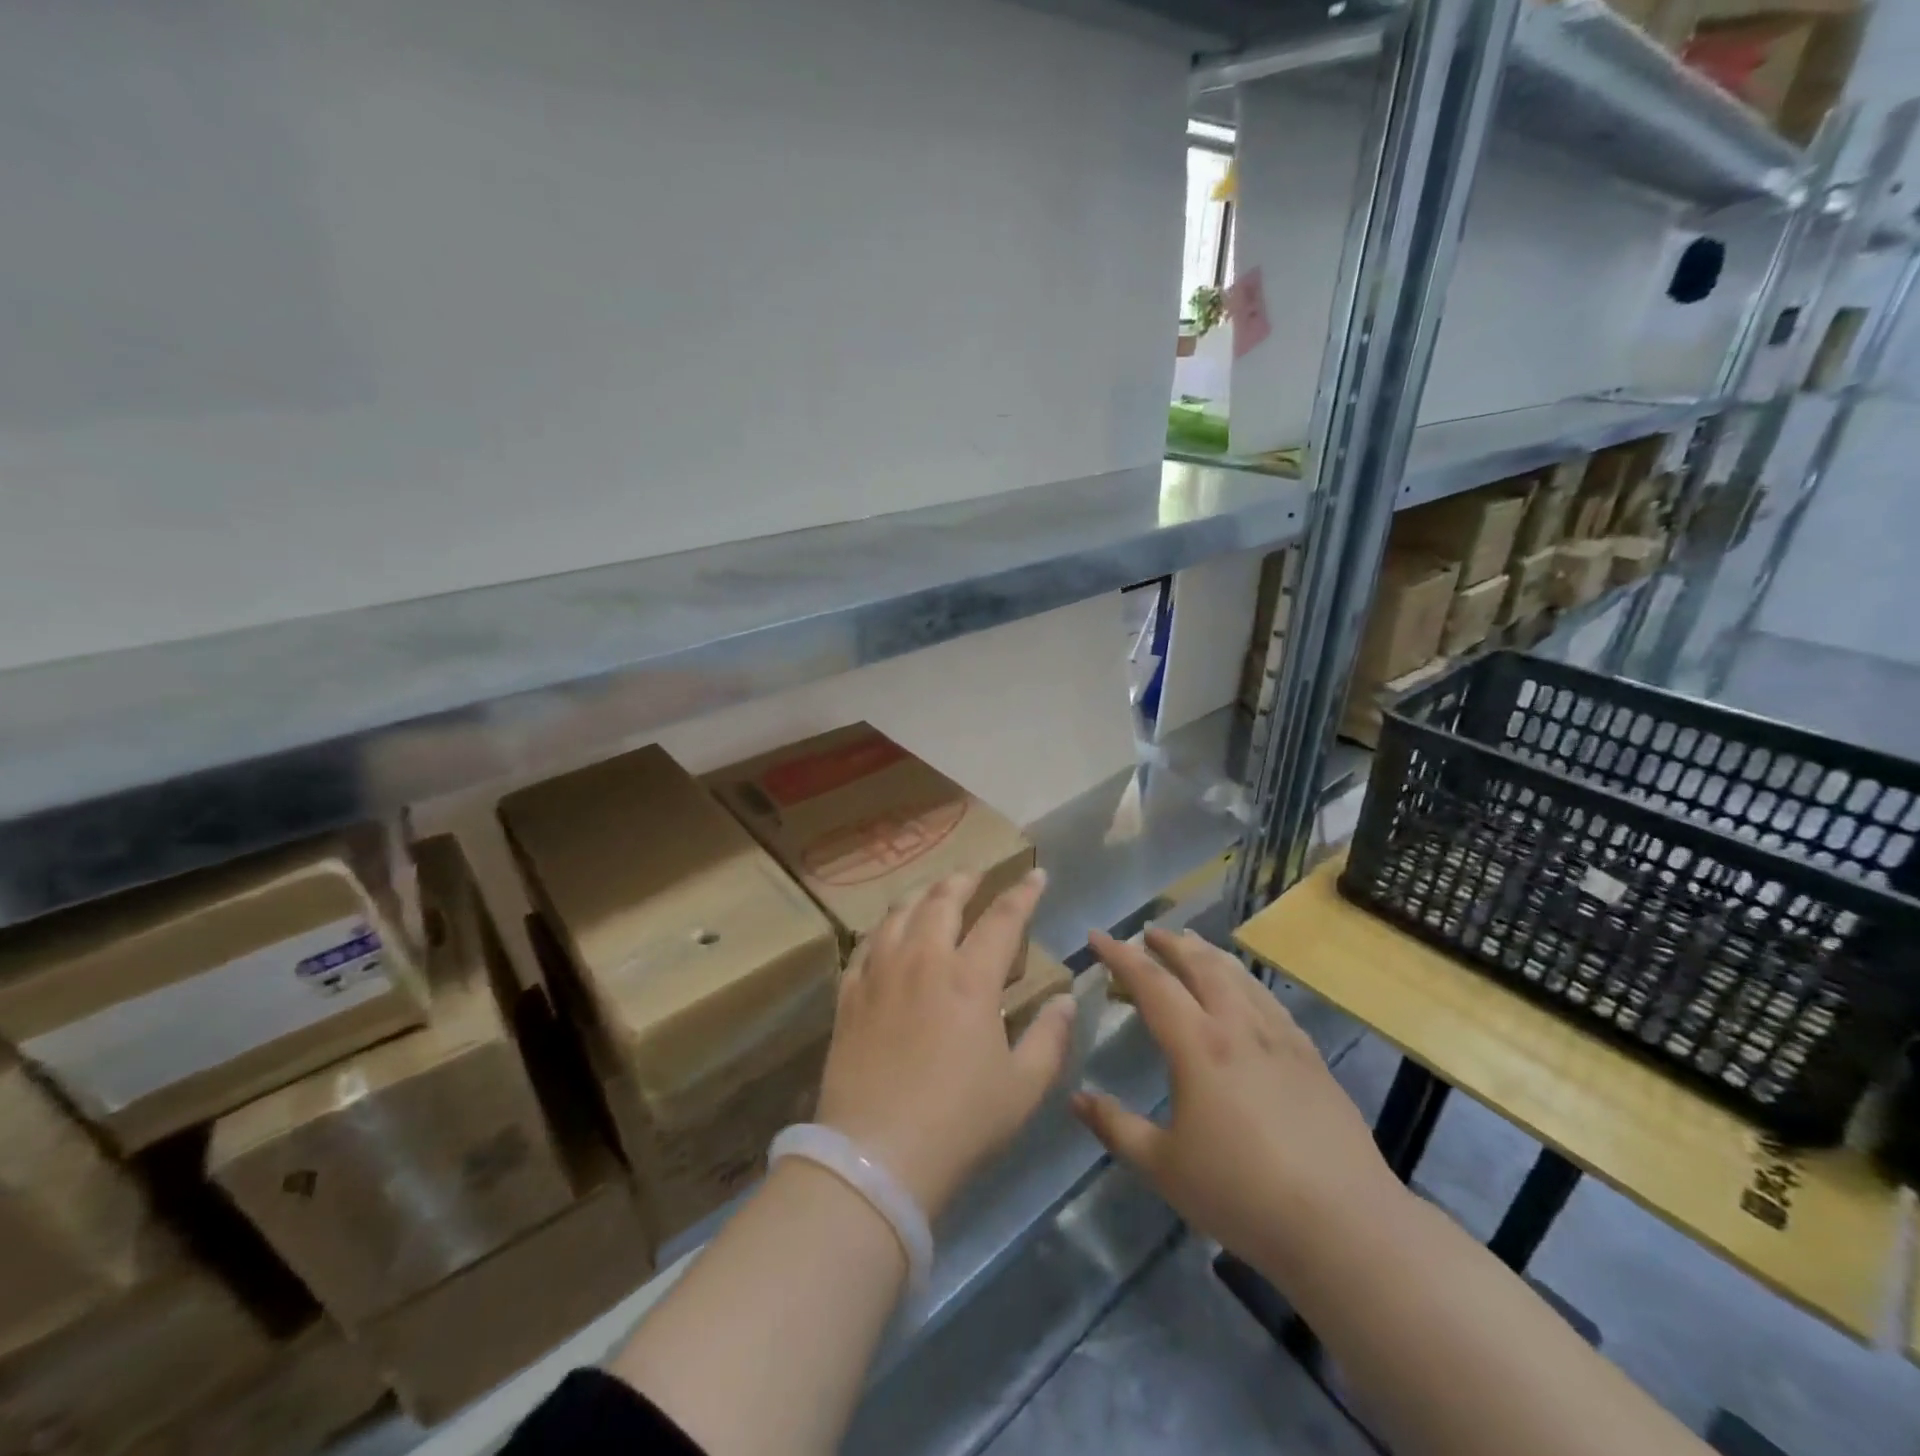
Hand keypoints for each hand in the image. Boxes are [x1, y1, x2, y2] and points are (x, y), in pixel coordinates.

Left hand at [815, 869, 1074, 1219]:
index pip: (1003, 918)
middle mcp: (924, 961)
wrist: (877, 1156)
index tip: (1036, 874)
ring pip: (899, 913)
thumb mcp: (1023, 1088)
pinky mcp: (849, 995)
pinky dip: (883, 928)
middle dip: (964, 881)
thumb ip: (1050, 1037)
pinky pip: (865, 945)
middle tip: (976, 875)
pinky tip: (887, 932)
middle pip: (943, 901)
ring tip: (932, 892)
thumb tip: (1065, 999)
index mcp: (971, 978)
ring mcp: (880, 974)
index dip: (1024, 892)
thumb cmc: (960, 1123)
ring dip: (921, 894)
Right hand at [1072, 927, 1406, 1277]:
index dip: (1121, 956)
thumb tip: (1077, 1098)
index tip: (1098, 936)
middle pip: (1201, 965)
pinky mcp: (1311, 1058)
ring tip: (1193, 945)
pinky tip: (1247, 994)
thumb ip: (1117, 1127)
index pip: (1151, 983)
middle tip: (1148, 934)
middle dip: (1170, 943)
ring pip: (1240, 976)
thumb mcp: (1164, 1168)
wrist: (1345, 1225)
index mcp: (1198, 1045)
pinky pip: (1270, 1001)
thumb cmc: (1242, 1194)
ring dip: (1209, 954)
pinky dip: (1246, 982)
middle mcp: (1239, 1027)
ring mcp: (1281, 1039)